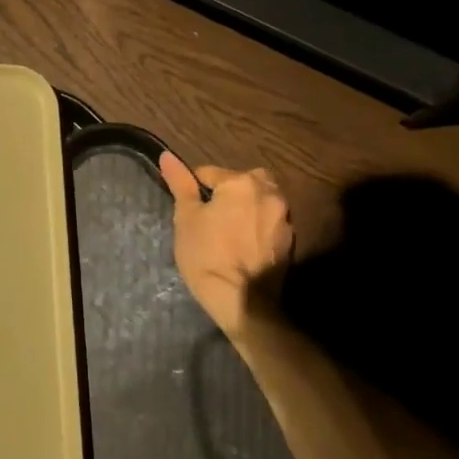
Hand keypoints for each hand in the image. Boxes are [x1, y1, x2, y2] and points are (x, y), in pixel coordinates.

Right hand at [160, 152, 293, 340]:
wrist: (244, 302)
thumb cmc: (207, 256)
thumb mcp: (186, 218)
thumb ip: (180, 184)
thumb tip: (167, 156)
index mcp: (241, 182)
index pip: (209, 173)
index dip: (194, 189)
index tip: (188, 210)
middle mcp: (268, 192)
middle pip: (243, 181)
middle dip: (228, 192)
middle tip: (211, 215)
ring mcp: (284, 217)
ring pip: (261, 199)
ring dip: (247, 206)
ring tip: (229, 229)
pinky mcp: (291, 240)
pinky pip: (270, 221)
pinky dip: (258, 225)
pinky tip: (245, 244)